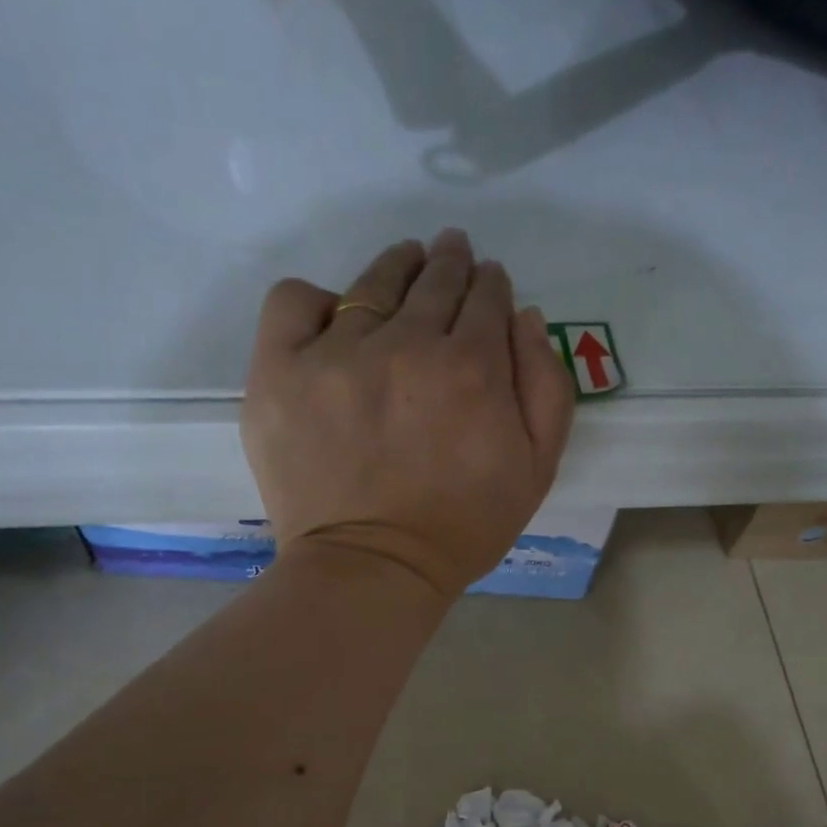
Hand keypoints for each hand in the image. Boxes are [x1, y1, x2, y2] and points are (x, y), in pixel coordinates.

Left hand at [241, 229, 577, 603]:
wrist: (372, 570)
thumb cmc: (462, 529)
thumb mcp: (536, 470)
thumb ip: (546, 387)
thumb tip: (522, 316)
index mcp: (472, 366)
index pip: (485, 296)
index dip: (490, 285)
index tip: (487, 286)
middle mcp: (405, 345)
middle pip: (433, 279)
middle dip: (450, 263)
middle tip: (451, 256)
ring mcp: (336, 354)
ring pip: (372, 282)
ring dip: (397, 267)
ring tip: (405, 267)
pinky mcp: (280, 372)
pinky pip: (294, 302)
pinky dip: (317, 301)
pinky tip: (335, 318)